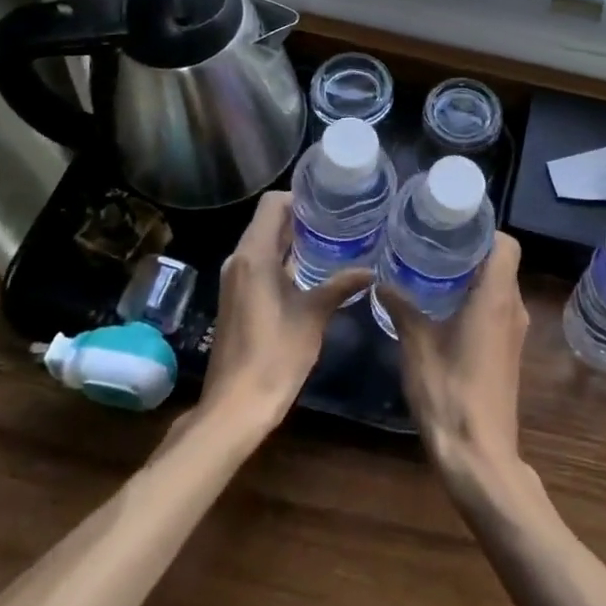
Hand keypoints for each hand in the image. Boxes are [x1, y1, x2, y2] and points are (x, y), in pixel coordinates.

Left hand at [199, 192, 370, 428]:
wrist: (235, 407)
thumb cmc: (274, 355)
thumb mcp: (313, 316)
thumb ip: (340, 286)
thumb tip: (371, 270)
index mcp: (254, 255)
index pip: (273, 204)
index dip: (300, 197)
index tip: (329, 203)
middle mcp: (239, 260)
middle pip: (268, 221)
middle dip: (302, 218)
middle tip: (338, 221)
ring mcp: (235, 280)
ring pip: (264, 243)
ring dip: (293, 240)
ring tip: (331, 242)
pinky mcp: (236, 298)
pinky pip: (259, 264)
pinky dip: (283, 260)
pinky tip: (311, 272)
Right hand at [386, 232, 529, 495]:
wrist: (480, 457)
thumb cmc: (450, 393)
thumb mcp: (417, 346)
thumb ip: (402, 307)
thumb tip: (382, 280)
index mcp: (497, 298)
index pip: (506, 244)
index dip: (483, 231)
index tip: (453, 228)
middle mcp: (513, 309)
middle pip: (501, 264)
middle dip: (471, 252)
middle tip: (434, 246)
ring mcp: (514, 334)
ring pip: (499, 288)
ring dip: (472, 278)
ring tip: (434, 273)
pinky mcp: (508, 354)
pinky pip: (497, 311)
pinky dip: (476, 302)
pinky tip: (444, 310)